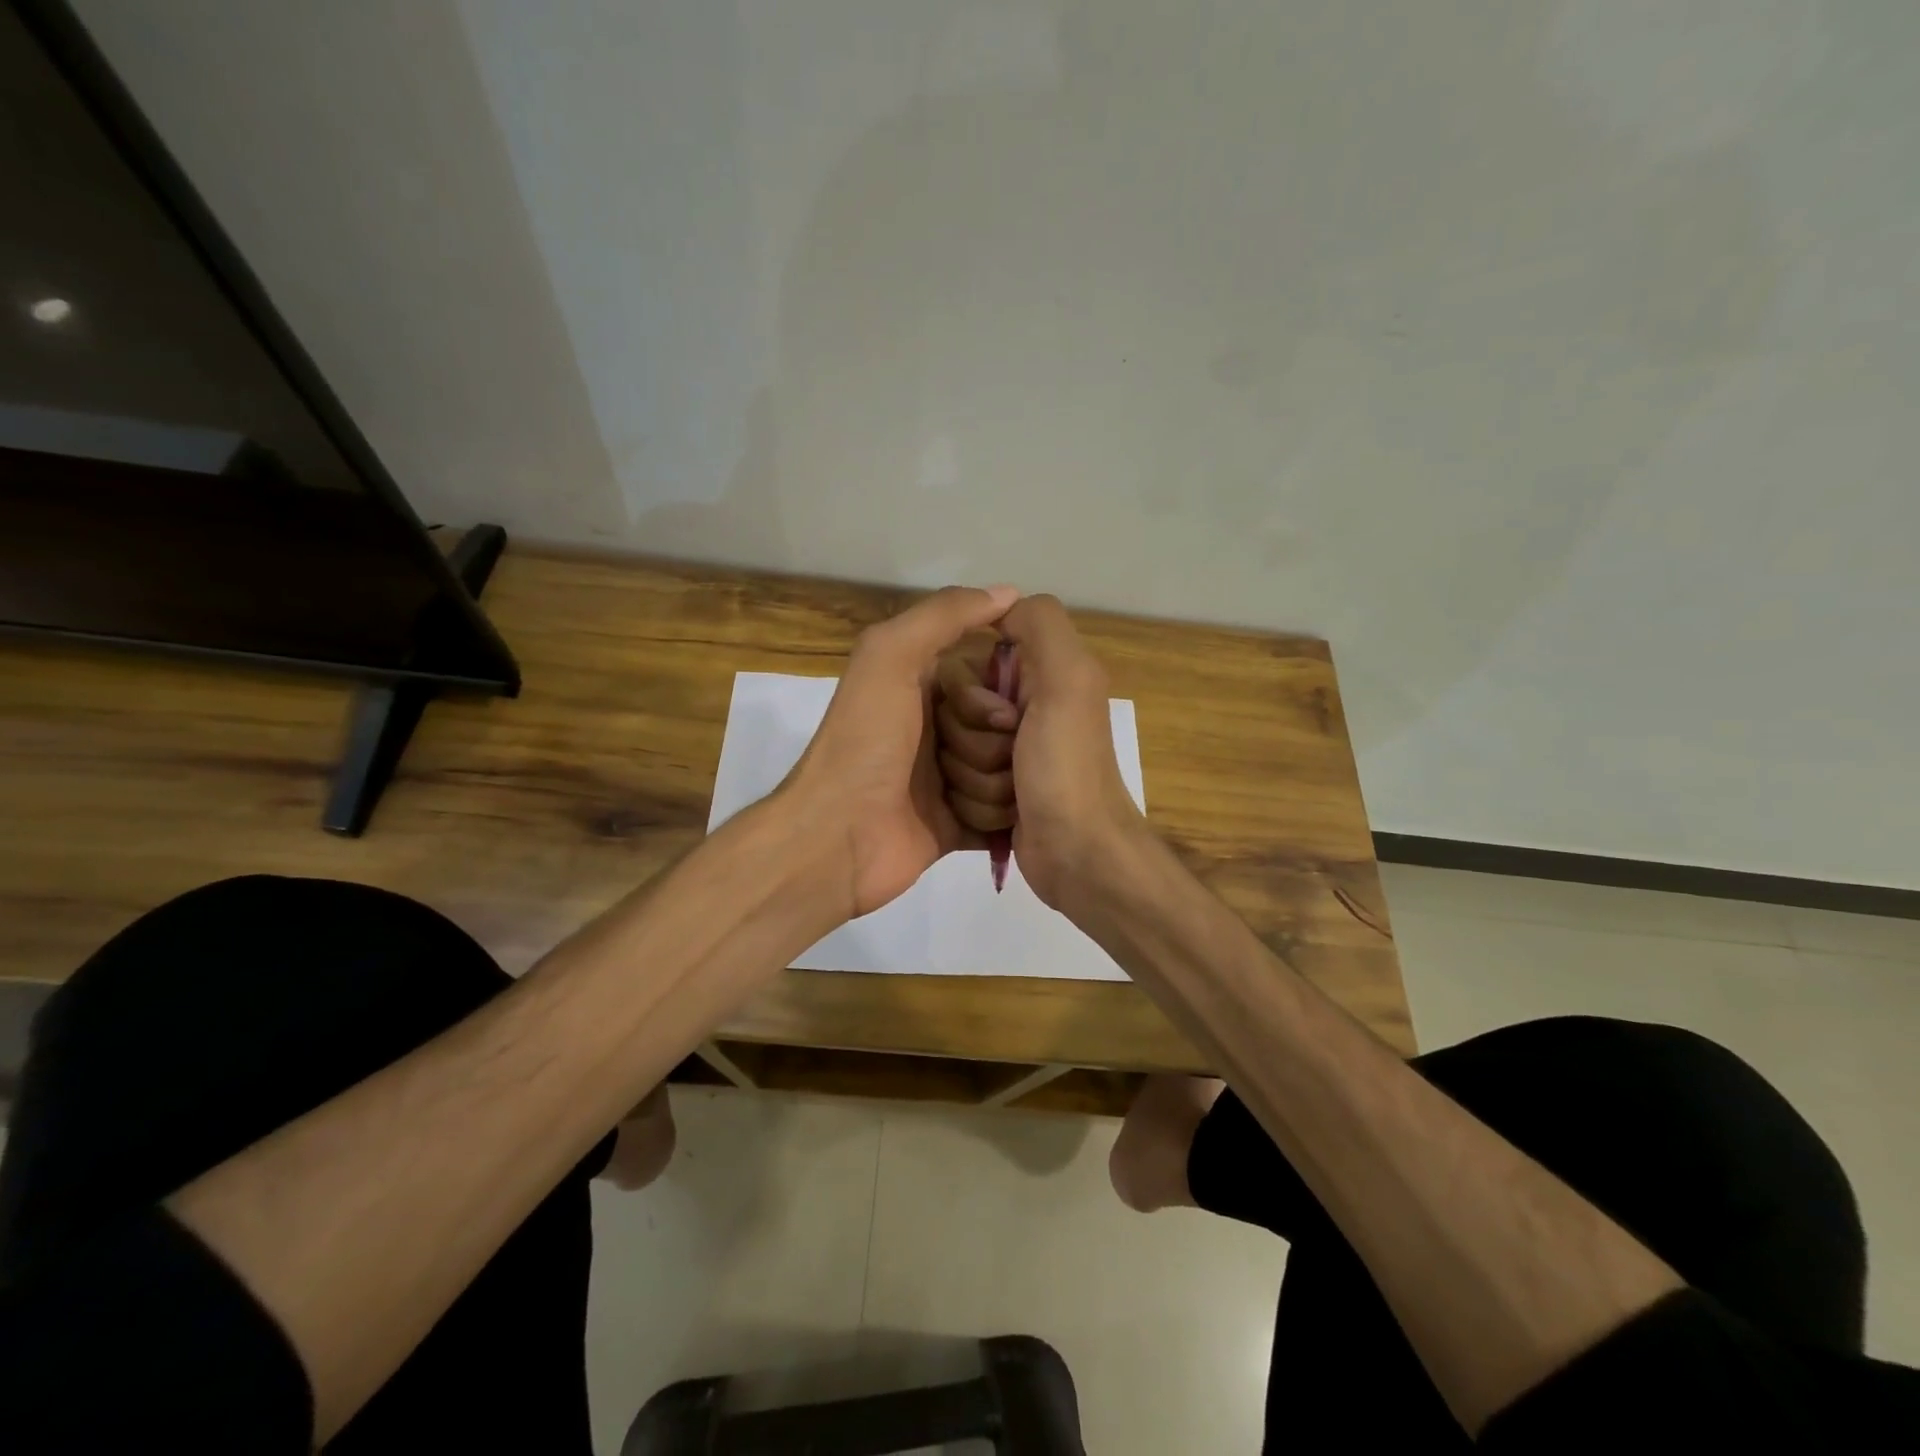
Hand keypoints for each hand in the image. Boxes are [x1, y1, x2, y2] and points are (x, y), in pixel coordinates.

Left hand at [786, 584, 1019, 918]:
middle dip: (994, 746)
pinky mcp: (959, 823)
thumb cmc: (864, 741)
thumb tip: (1007, 592)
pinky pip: (1002, 814)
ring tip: (955, 797)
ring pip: (1009, 772)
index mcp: (926, 685)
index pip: (994, 677)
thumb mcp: (890, 657)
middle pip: (1007, 728)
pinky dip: (1000, 818)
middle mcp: (942, 727)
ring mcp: (951, 778)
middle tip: (959, 760)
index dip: (1001, 693)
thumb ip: (942, 616)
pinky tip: (994, 820)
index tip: (1002, 711)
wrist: (837, 837)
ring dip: (992, 785)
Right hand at [935, 594, 1146, 907]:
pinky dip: (974, 803)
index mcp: (1038, 678)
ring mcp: (1004, 757)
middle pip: (951, 715)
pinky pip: (954, 786)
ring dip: (974, 779)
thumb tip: (999, 605)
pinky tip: (1004, 815)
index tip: (1003, 718)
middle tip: (1011, 759)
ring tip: (1011, 794)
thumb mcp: (1067, 680)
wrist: (1076, 853)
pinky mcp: (992, 794)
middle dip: (974, 743)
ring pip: (948, 754)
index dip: (973, 696)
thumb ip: (1040, 626)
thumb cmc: (1066, 767)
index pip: (964, 669)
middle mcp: (1020, 712)